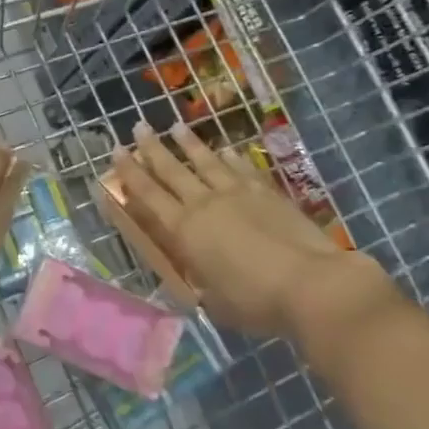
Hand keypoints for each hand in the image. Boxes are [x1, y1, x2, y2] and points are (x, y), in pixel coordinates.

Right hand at [111, 120, 385, 340]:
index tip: (117, 152)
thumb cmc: (255, 301)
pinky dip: (231, 158)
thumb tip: (195, 274)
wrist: (312, 284)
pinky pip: (243, 169)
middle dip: (152, 148)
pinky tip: (227, 150)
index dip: (130, 173)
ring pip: (207, 162)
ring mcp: (238, 194)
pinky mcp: (268, 193)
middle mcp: (205, 204)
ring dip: (190, 144)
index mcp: (184, 230)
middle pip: (172, 170)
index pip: (148, 195)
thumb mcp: (212, 300)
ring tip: (177, 127)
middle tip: (138, 127)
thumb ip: (198, 280)